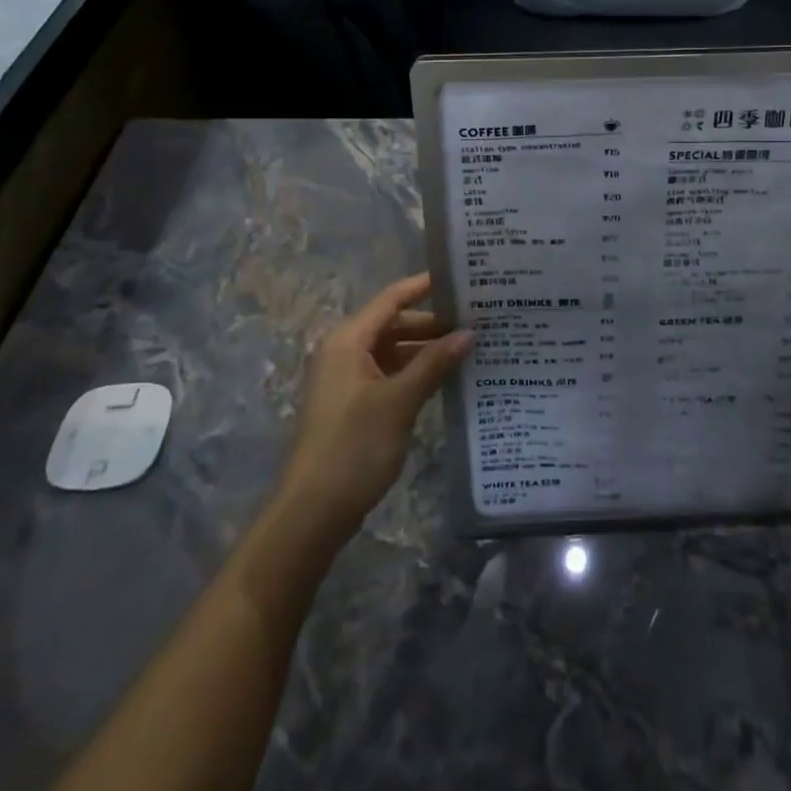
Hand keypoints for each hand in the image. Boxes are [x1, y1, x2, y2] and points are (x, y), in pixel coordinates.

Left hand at [279, 274, 469, 537]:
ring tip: (470, 347)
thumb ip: (434, 363)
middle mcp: (345, 353)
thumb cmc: (353, 447)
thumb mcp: (399, 401)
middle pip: (394, 324)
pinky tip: (447, 379)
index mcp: (347, 341)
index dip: (424, 286)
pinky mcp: (355, 405)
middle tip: (477, 320)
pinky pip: (390, 375)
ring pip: (394, 351)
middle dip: (433, 324)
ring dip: (427, 350)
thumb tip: (469, 332)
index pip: (391, 299)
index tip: (460, 278)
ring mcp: (349, 380)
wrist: (313, 512)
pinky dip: (416, 372)